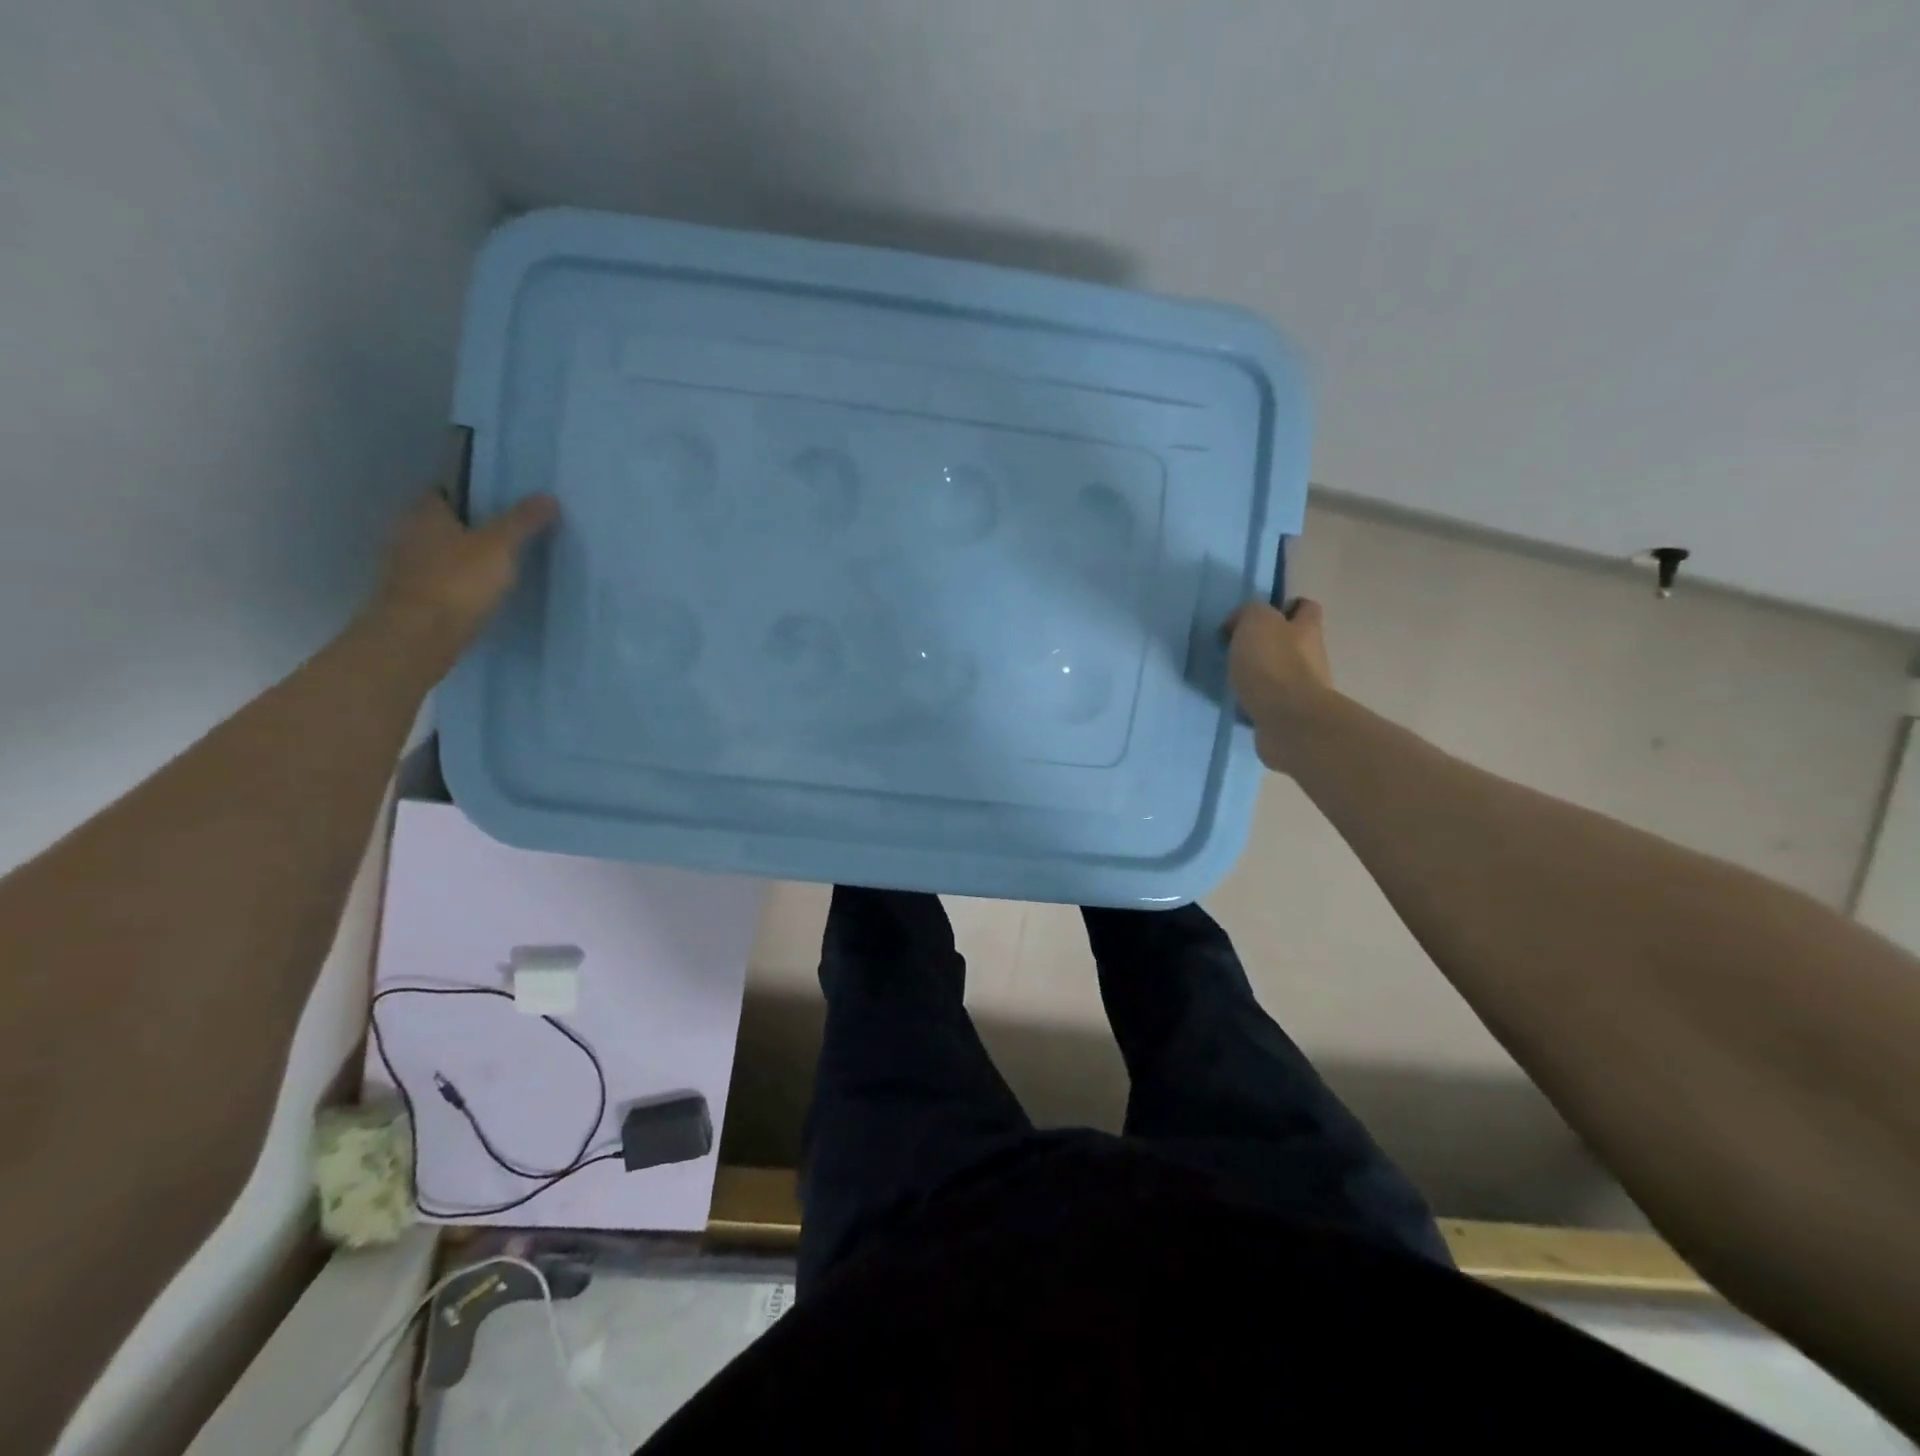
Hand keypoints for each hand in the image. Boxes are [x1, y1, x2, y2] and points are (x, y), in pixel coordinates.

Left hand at [364, 490, 558, 667]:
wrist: (418, 636)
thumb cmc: (457, 581)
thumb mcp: (500, 546)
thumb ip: (522, 522)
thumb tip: (548, 497)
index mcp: (424, 513)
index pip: (443, 491)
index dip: (469, 493)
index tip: (498, 502)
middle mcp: (407, 534)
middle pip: (441, 523)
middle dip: (468, 527)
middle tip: (505, 533)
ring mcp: (405, 568)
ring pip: (439, 553)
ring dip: (462, 557)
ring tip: (498, 564)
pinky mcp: (411, 598)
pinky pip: (439, 581)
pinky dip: (457, 583)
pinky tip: (480, 592)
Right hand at [1223, 598, 1335, 770]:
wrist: (1287, 720)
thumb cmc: (1272, 664)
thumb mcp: (1256, 621)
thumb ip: (1249, 612)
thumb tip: (1240, 622)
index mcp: (1307, 628)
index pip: (1305, 607)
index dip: (1284, 607)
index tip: (1258, 616)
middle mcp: (1312, 656)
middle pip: (1293, 642)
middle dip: (1268, 643)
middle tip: (1237, 648)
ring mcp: (1304, 688)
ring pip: (1281, 672)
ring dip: (1260, 673)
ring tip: (1232, 676)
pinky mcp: (1291, 715)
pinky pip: (1271, 700)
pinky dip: (1256, 699)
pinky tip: (1238, 701)